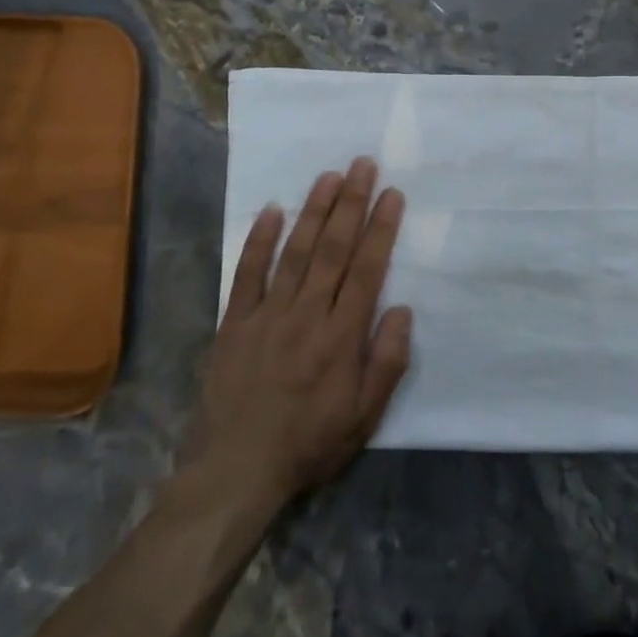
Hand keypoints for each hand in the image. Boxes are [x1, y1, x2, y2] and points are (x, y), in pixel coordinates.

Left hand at [187, 157, 412, 514]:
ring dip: (314, 211)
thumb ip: (387, 361)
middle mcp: (306, 315)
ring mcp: (267, 315)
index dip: (381, 229)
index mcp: (340, 337)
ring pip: (296, 252)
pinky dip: (259, 240)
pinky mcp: (235, 322)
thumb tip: (403, 309)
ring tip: (329, 175)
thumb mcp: (364, 417)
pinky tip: (272, 210)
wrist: (234, 471)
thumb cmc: (309, 443)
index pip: (366, 270)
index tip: (392, 195)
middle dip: (351, 203)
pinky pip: (247, 273)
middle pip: (333, 249)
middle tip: (363, 165)